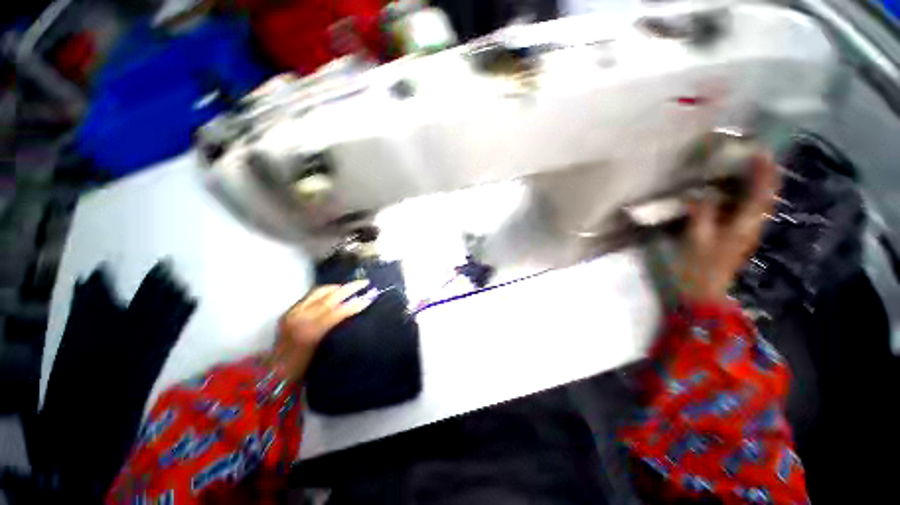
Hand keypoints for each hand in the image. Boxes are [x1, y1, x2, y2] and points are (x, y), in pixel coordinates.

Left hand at [268, 280, 370, 380]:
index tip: (369, 298)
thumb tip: (354, 312)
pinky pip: (311, 295)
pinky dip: (325, 291)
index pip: (338, 312)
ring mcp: (293, 313)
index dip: (355, 304)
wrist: (275, 372)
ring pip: (319, 292)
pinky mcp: (289, 311)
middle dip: (349, 288)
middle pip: (329, 298)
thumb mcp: (325, 350)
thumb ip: (338, 329)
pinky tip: (334, 293)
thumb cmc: (305, 367)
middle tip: (364, 283)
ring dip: (338, 287)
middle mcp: (301, 319)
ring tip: (351, 287)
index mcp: (311, 333)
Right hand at [676, 152, 780, 302]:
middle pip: (765, 196)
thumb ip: (700, 214)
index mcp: (744, 225)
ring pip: (758, 203)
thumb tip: (701, 192)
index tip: (761, 150)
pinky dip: (745, 197)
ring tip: (747, 167)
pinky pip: (747, 210)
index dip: (764, 172)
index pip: (761, 194)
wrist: (703, 292)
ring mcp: (746, 232)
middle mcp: (752, 226)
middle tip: (756, 155)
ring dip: (757, 184)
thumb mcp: (695, 239)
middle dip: (765, 174)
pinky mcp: (737, 236)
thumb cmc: (697, 267)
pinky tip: (733, 192)